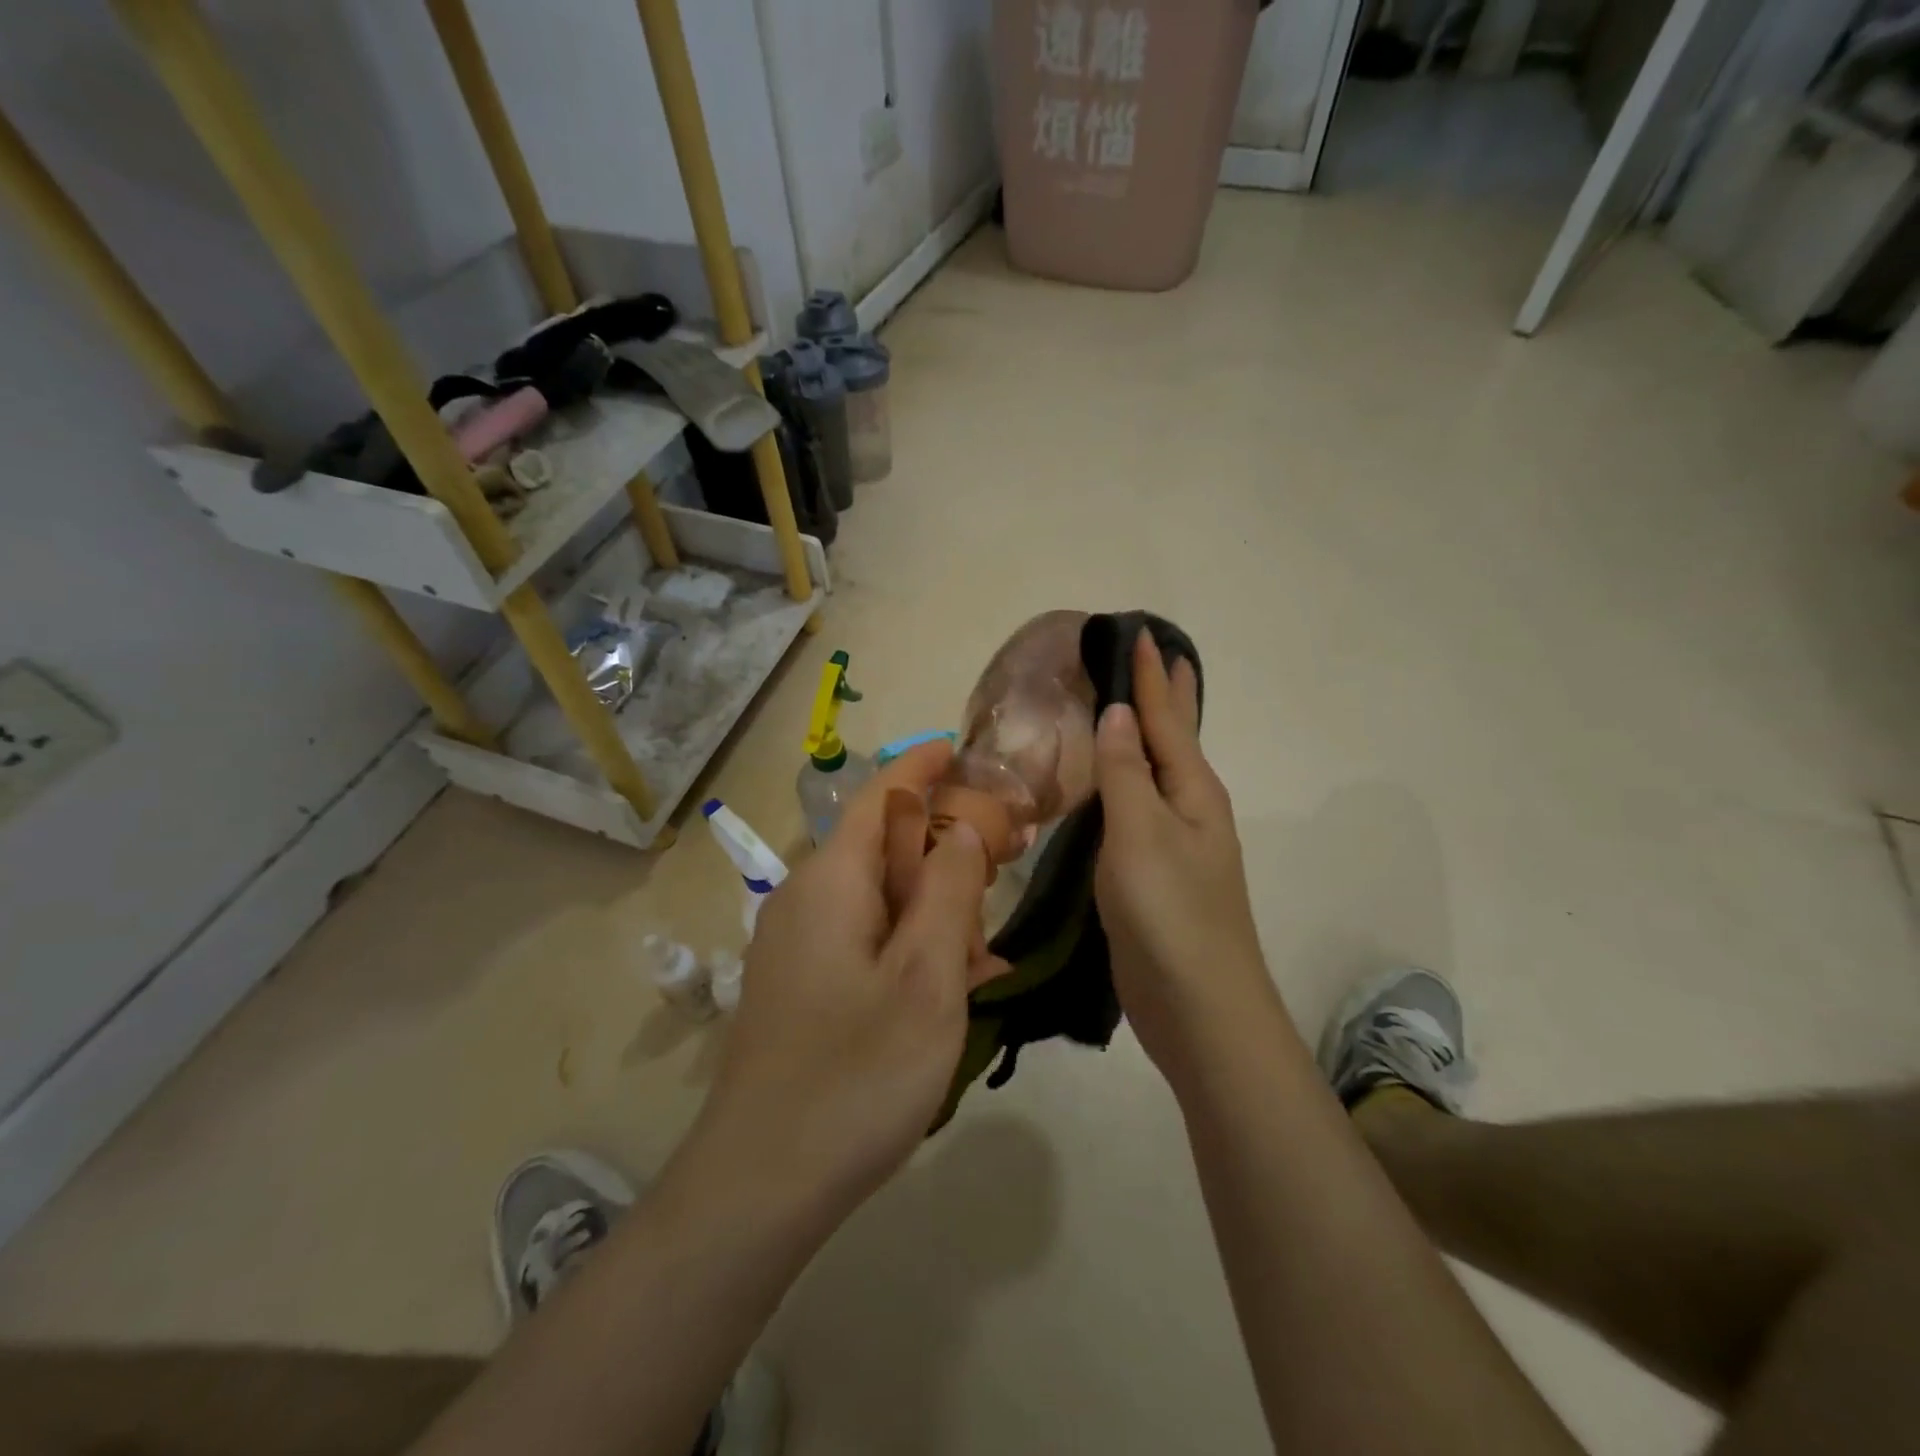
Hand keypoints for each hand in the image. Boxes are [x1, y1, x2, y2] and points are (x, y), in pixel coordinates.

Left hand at [690, 742, 1005, 1230]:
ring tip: (992, 932)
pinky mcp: (803, 985)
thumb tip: (960, 830)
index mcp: (831, 881)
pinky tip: (956, 978)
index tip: (967, 749)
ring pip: (880, 895)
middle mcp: (806, 899)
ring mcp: (799, 945)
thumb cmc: (855, 1072)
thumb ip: (948, 890)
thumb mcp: (926, 976)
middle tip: (1011, 849)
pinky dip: (913, 941)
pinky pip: (866, 938)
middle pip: (883, 844)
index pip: (880, 795)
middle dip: (946, 840)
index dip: (924, 765)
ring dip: (935, 899)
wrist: (760, 1184)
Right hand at [1094, 630, 1274, 1078]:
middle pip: (1174, 738)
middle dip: (1162, 696)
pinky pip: (1139, 809)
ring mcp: (1175, 844)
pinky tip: (1114, 785)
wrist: (1197, 1006)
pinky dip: (1127, 782)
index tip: (1140, 633)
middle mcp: (1189, 809)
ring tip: (1125, 708)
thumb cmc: (1170, 912)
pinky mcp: (1155, 874)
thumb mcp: (1142, 834)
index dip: (1150, 676)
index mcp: (1192, 790)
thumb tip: (1115, 713)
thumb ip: (1125, 772)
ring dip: (1143, 737)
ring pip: (1156, 774)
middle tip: (1151, 655)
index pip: (1166, 718)